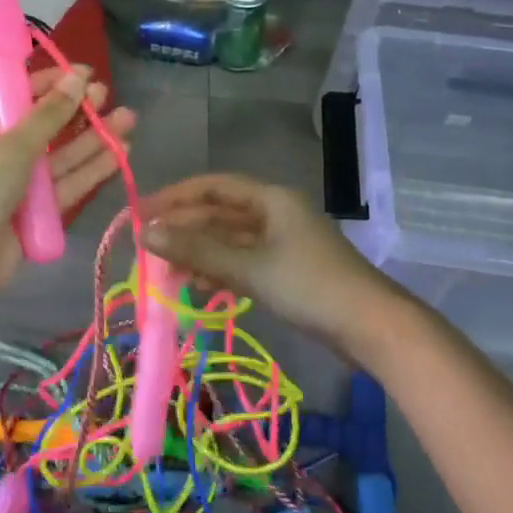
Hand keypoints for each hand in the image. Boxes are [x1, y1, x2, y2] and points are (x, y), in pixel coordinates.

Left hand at [0, 66, 135, 338]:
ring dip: (94, 140)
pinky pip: (69, 187)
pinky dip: (92, 172)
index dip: (53, 82)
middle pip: (47, 126)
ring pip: (64, 157)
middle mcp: (2, 153)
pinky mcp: (38, 215)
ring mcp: (21, 186)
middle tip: (110, 96)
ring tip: (130, 121)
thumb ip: (48, 116)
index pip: (21, 95)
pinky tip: (120, 156)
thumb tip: (77, 77)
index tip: (86, 73)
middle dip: (79, 110)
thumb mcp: (7, 148)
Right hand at [143, 174, 398, 359]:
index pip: (213, 186)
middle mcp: (276, 212)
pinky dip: (220, 270)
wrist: (371, 326)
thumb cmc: (310, 286)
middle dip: (184, 228)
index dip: (175, 196)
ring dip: (199, 252)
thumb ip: (198, 249)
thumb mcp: (249, 267)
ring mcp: (283, 242)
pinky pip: (244, 261)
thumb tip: (147, 232)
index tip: (141, 212)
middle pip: (220, 213)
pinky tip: (199, 287)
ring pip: (230, 240)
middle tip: (147, 248)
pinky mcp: (288, 270)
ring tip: (166, 271)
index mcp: (271, 198)